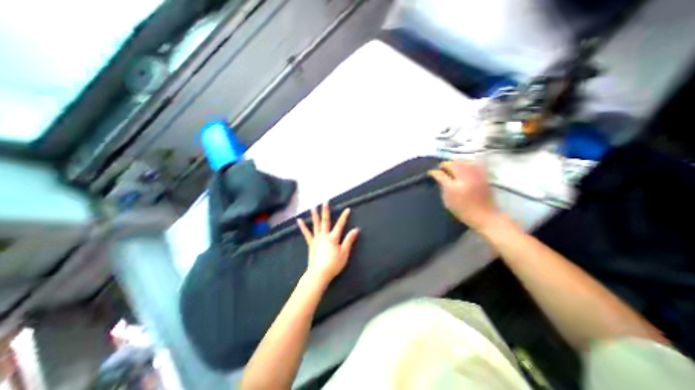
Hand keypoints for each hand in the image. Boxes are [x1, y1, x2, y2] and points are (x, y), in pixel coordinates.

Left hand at [295, 204, 361, 282]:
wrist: (319, 273)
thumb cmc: (333, 264)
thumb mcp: (344, 253)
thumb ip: (349, 240)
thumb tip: (355, 229)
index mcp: (333, 238)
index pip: (340, 225)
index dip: (344, 216)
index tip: (347, 209)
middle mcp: (324, 235)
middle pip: (326, 221)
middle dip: (326, 210)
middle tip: (325, 201)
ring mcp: (316, 239)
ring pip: (316, 225)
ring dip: (315, 215)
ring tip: (313, 207)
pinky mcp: (310, 243)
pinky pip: (306, 233)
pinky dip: (303, 226)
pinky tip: (299, 220)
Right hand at [426, 159, 502, 230]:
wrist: (484, 215)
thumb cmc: (463, 210)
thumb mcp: (447, 201)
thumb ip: (443, 187)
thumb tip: (439, 177)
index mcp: (453, 187)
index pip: (440, 174)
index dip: (434, 172)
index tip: (431, 172)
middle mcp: (464, 178)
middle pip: (452, 164)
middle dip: (445, 164)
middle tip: (441, 168)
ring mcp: (475, 175)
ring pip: (463, 161)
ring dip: (455, 162)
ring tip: (451, 166)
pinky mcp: (483, 175)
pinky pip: (473, 164)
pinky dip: (466, 163)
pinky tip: (463, 166)